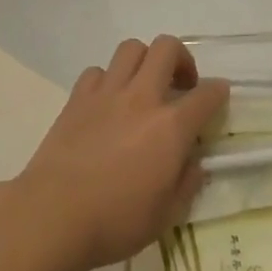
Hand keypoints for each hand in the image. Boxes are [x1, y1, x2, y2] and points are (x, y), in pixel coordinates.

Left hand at [12, 36, 228, 270]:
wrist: (51, 217)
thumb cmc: (114, 222)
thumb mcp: (165, 217)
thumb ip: (186, 184)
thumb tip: (194, 163)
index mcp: (171, 126)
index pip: (207, 94)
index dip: (218, 92)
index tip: (219, 96)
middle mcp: (143, 97)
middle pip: (168, 47)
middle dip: (182, 59)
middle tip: (180, 85)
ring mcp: (108, 93)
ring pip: (132, 48)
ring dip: (144, 61)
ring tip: (144, 85)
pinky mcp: (78, 98)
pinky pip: (97, 71)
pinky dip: (107, 80)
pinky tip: (106, 102)